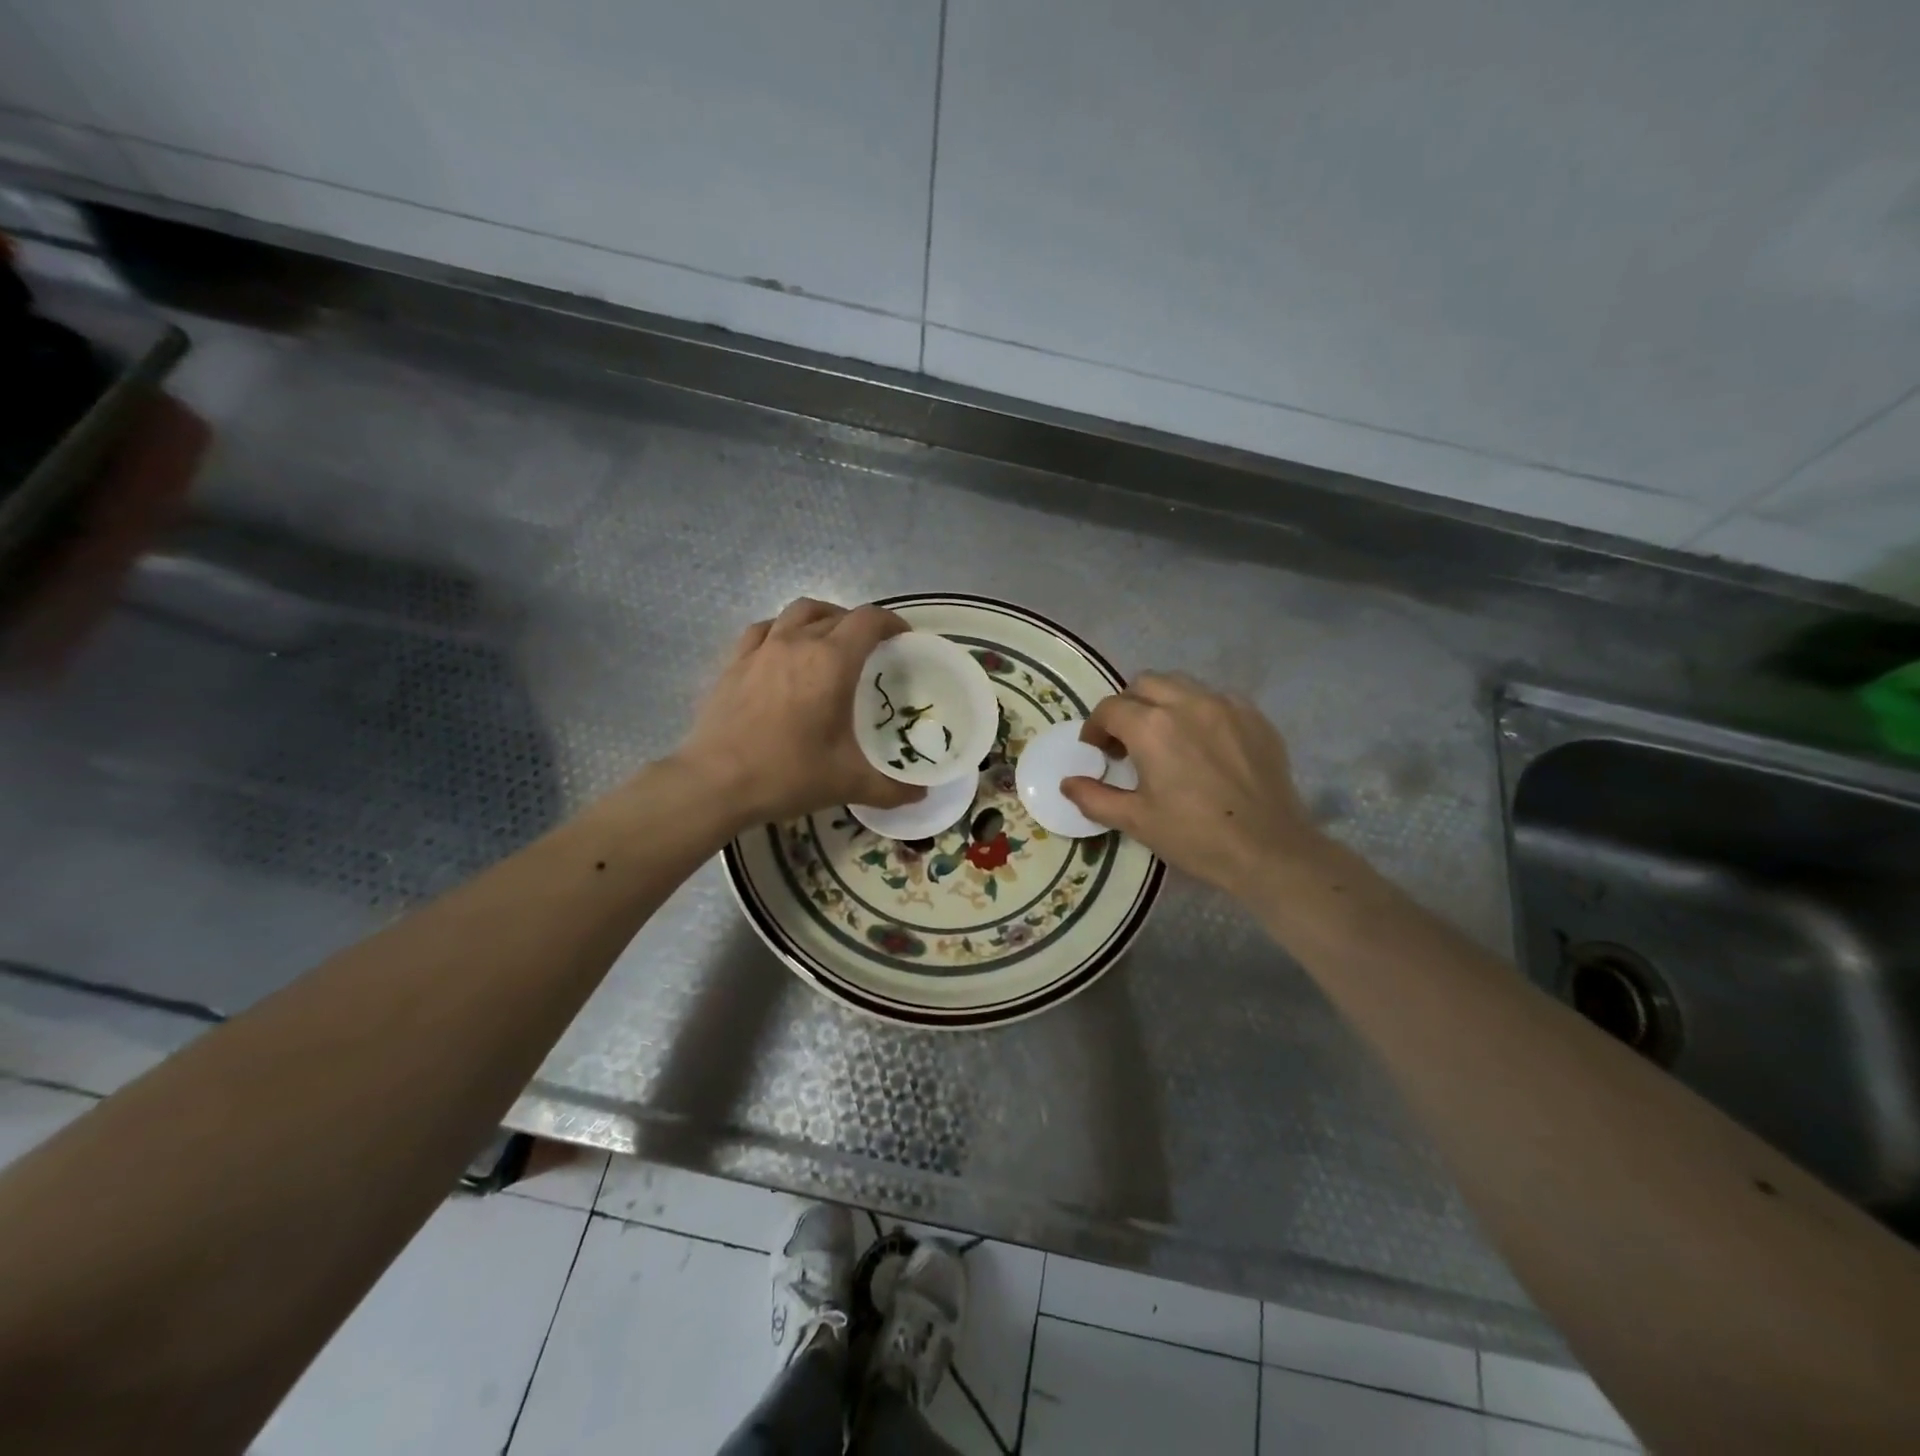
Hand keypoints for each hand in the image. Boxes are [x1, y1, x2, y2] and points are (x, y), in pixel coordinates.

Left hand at [675, 598, 924, 828]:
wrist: (714, 783)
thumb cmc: (788, 774)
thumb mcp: (848, 783)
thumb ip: (891, 788)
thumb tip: (921, 795)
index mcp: (832, 661)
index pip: (869, 620)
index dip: (892, 623)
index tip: (903, 639)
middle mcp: (797, 643)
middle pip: (836, 614)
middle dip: (859, 625)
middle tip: (871, 652)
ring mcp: (761, 649)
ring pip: (797, 612)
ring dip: (821, 619)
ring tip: (829, 642)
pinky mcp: (734, 662)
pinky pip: (763, 630)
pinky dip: (782, 631)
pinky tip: (783, 651)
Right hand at [1061, 672, 1324, 898]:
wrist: (1269, 850)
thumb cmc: (1195, 836)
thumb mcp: (1136, 821)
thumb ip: (1095, 797)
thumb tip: (1068, 783)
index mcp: (1152, 727)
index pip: (1110, 709)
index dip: (1096, 728)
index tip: (1097, 751)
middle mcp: (1187, 703)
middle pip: (1144, 684)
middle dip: (1127, 706)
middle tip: (1126, 741)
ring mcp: (1225, 705)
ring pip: (1181, 684)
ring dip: (1162, 702)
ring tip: (1164, 736)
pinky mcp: (1255, 716)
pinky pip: (1216, 698)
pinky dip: (1198, 710)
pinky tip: (1202, 743)